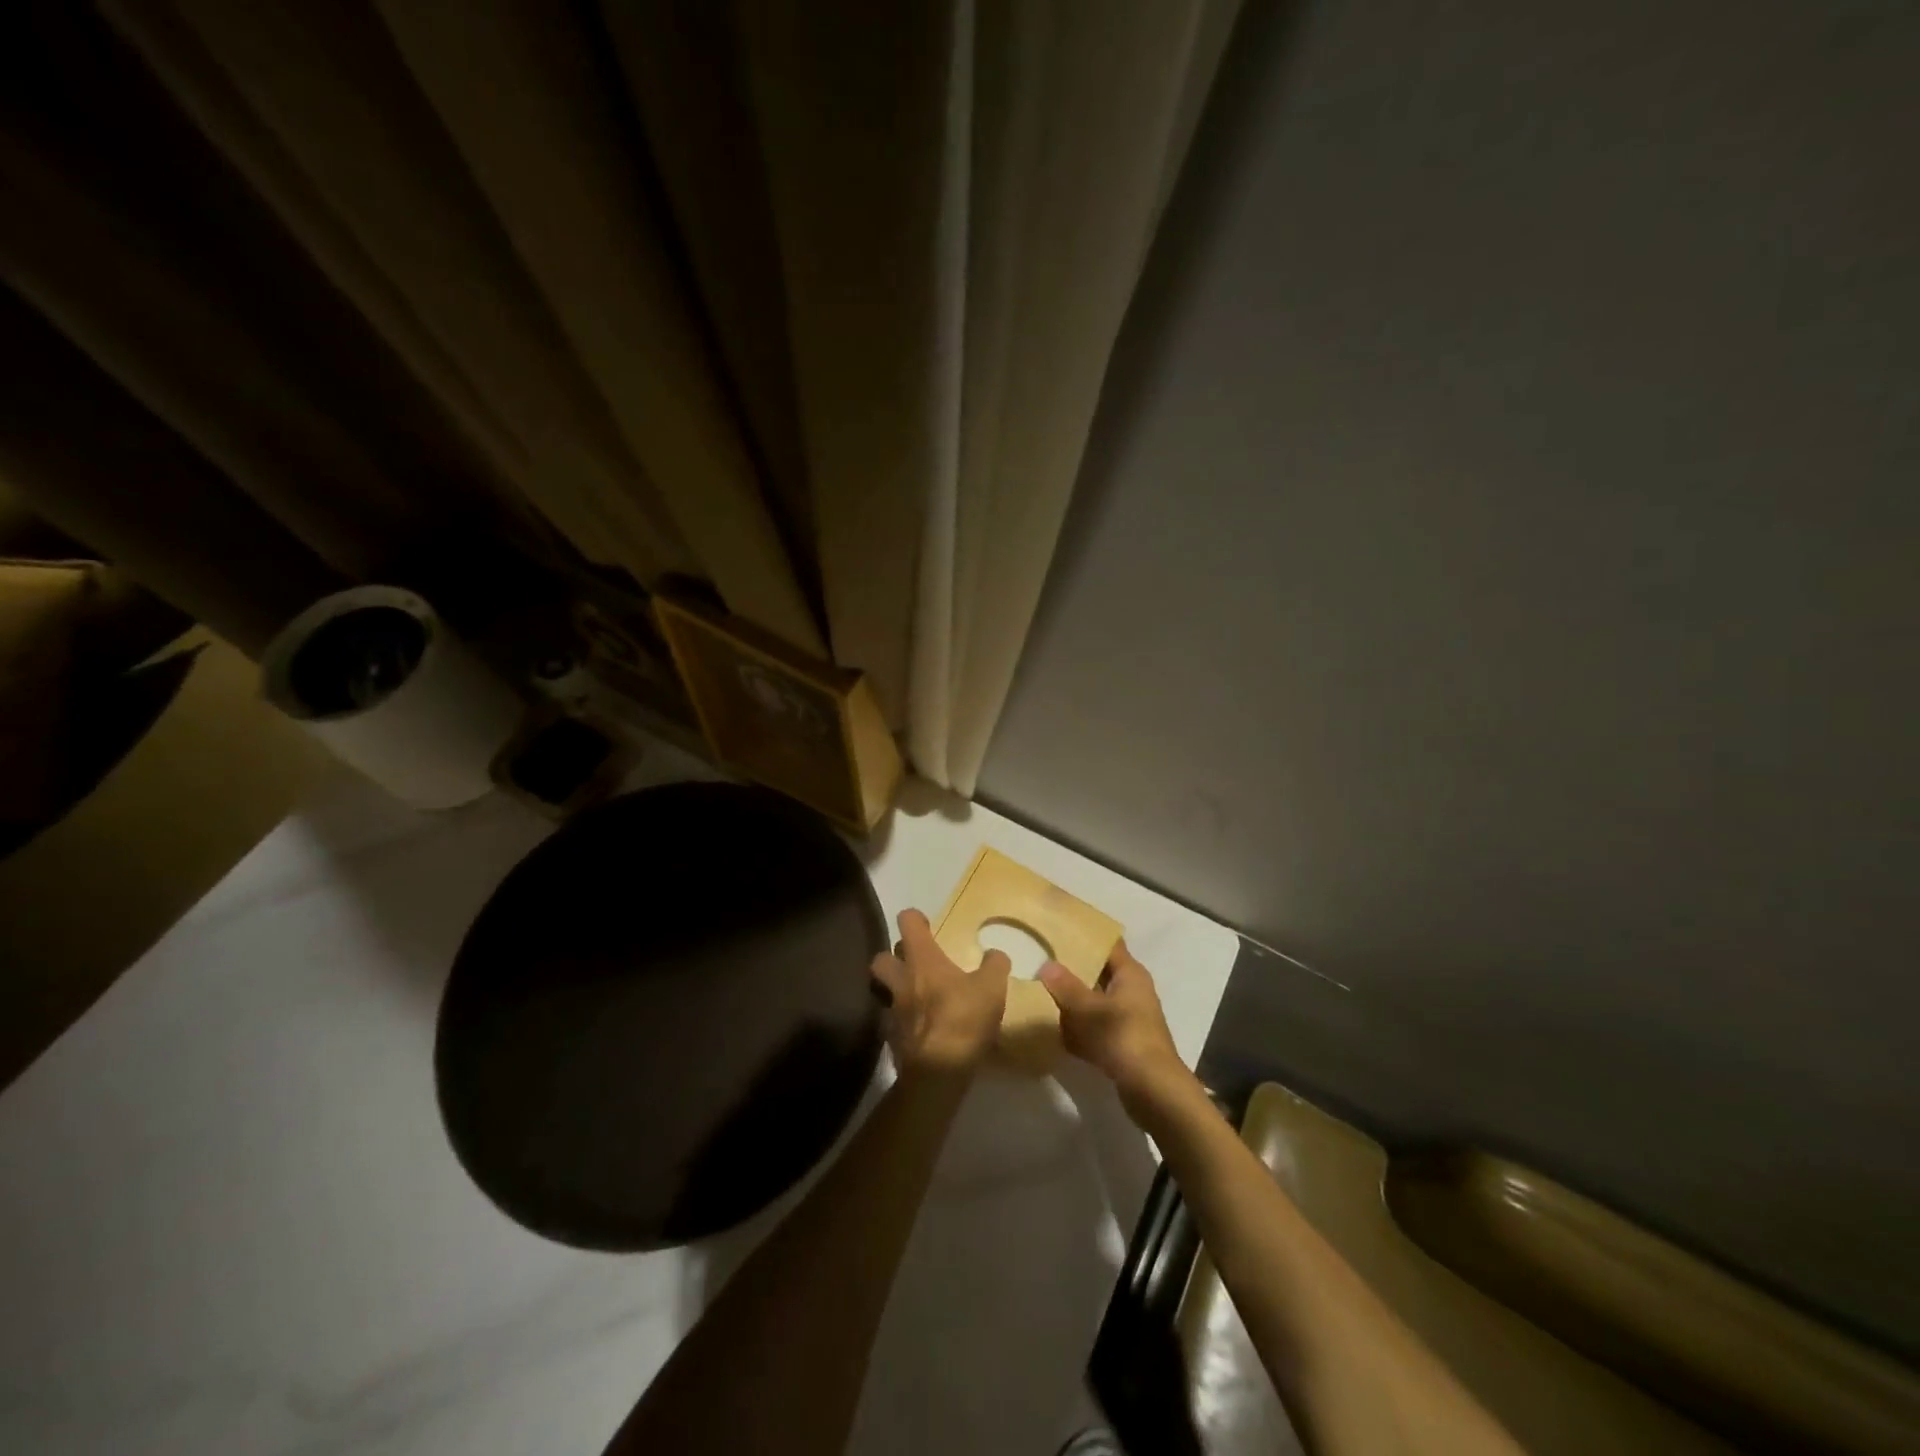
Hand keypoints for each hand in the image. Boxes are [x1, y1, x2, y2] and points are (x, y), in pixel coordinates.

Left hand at [869, 910, 1010, 1076]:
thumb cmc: (963, 1020)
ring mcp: (892, 1011)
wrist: (937, 1074)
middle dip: (894, 957)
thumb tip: (995, 953)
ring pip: (884, 990)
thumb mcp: (992, 988)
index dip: (915, 919)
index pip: (907, 922)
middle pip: (882, 957)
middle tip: (915, 964)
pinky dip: (904, 1021)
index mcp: (922, 960)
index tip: (927, 926)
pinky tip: (922, 1029)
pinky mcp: (891, 1039)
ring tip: (918, 997)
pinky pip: (893, 1021)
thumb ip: (994, 965)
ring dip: (896, 990)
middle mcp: (901, 980)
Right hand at [1037, 941, 1193, 1118]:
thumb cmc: (1122, 1037)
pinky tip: (1055, 1030)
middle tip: (1042, 960)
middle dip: (1073, 969)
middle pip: (1099, 973)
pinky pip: (1096, 1028)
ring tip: (1041, 991)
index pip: (1108, 944)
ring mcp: (1128, 1018)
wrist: (1153, 1090)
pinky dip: (1079, 1028)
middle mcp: (1132, 991)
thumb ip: (1066, 987)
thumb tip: (1046, 965)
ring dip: (1074, 1001)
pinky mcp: (1123, 1043)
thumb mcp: (1088, 1009)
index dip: (1086, 936)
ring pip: (1095, 1002)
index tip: (1059, 929)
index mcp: (1130, 974)